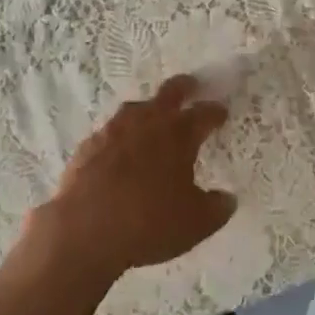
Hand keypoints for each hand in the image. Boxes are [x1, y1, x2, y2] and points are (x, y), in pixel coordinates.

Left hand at [31, 75, 237, 285]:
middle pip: (170, 92)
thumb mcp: (195, 224)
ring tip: (153, 119)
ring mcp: (115, 129)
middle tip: (192, 86)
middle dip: (184, 87)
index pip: (204, 113)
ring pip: (136, 108)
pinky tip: (119, 150)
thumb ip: (216, 208)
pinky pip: (110, 132)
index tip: (221, 112)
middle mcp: (148, 121)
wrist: (86, 228)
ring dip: (148, 110)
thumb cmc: (149, 222)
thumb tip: (228, 199)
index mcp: (179, 134)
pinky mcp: (90, 144)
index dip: (215, 112)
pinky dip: (120, 136)